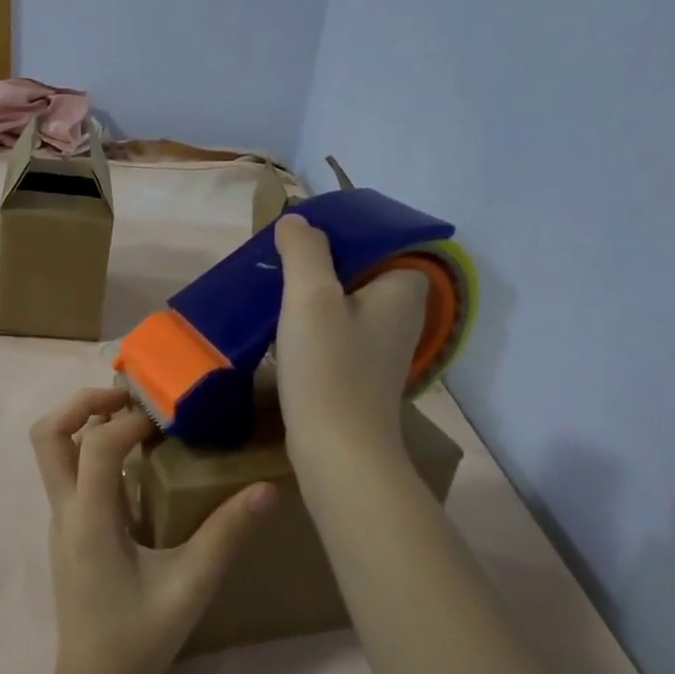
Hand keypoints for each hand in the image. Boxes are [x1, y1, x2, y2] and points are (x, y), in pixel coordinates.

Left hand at [31, 388, 273, 673]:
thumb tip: (267, 489)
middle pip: (48, 435)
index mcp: (89, 520)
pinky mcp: (68, 531)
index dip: (129, 423)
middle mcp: (65, 512)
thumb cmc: (140, 637)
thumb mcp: (190, 586)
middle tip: (130, 400)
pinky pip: (68, 474)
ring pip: (51, 453)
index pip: (96, 446)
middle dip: (83, 404)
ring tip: (134, 422)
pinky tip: (136, 465)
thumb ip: (226, 536)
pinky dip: (92, 450)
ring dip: (84, 424)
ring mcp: (61, 521)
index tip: (167, 420)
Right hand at [274, 214, 428, 467]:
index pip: (374, 240)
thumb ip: (305, 251)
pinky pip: (336, 332)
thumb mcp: (311, 297)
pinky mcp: (362, 373)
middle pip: (355, 270)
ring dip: (309, 297)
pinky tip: (280, 332)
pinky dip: (311, 327)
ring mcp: (383, 347)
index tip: (295, 240)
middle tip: (275, 265)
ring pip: (342, 303)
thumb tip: (296, 220)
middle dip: (316, 265)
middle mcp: (403, 314)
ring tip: (270, 293)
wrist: (338, 453)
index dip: (334, 235)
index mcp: (404, 288)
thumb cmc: (329, 370)